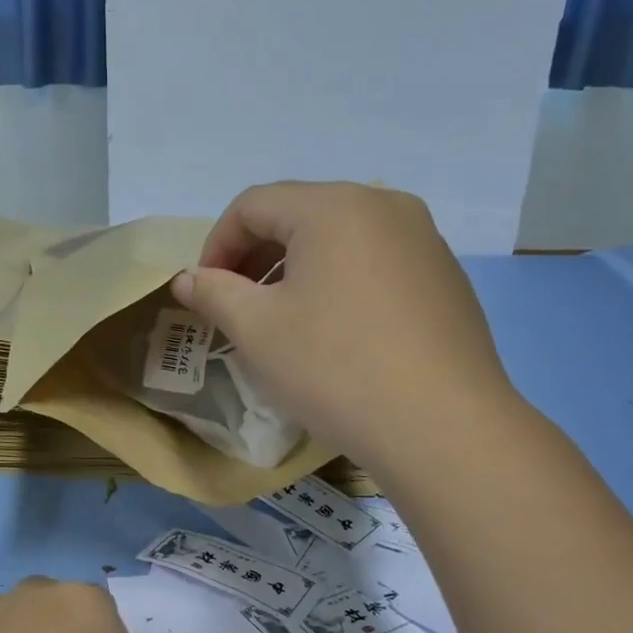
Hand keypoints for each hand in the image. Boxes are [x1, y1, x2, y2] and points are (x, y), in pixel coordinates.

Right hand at [172, 181, 519, 470]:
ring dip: (297, 269)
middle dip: (256, 256)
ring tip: (283, 319)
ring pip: (339, 238)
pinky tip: (338, 332)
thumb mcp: (257, 329)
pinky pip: (376, 261)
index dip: (216, 244)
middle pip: (298, 214)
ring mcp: (423, 239)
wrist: (444, 427)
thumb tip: (187, 278)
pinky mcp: (446, 276)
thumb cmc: (335, 367)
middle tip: (237, 304)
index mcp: (333, 205)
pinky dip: (340, 281)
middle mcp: (384, 205)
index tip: (205, 292)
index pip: (253, 205)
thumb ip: (213, 292)